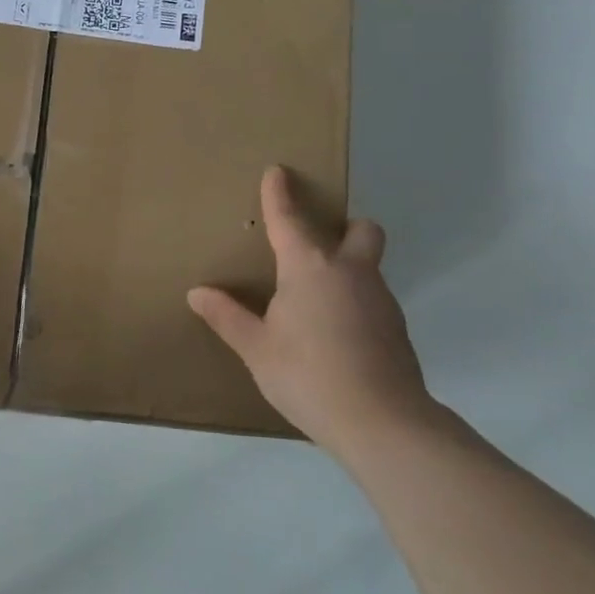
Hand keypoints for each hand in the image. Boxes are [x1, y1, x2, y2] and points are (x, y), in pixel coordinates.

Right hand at [188, 166, 434, 455]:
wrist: (382, 422)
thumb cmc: (308, 376)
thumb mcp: (257, 349)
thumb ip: (228, 317)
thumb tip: (198, 293)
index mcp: (309, 267)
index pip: (290, 218)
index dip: (280, 193)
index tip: (278, 171)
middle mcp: (350, 271)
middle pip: (361, 229)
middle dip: (345, 227)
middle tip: (318, 247)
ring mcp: (380, 298)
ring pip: (369, 265)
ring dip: (348, 268)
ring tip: (317, 301)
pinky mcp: (396, 327)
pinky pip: (374, 297)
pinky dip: (356, 301)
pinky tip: (337, 334)